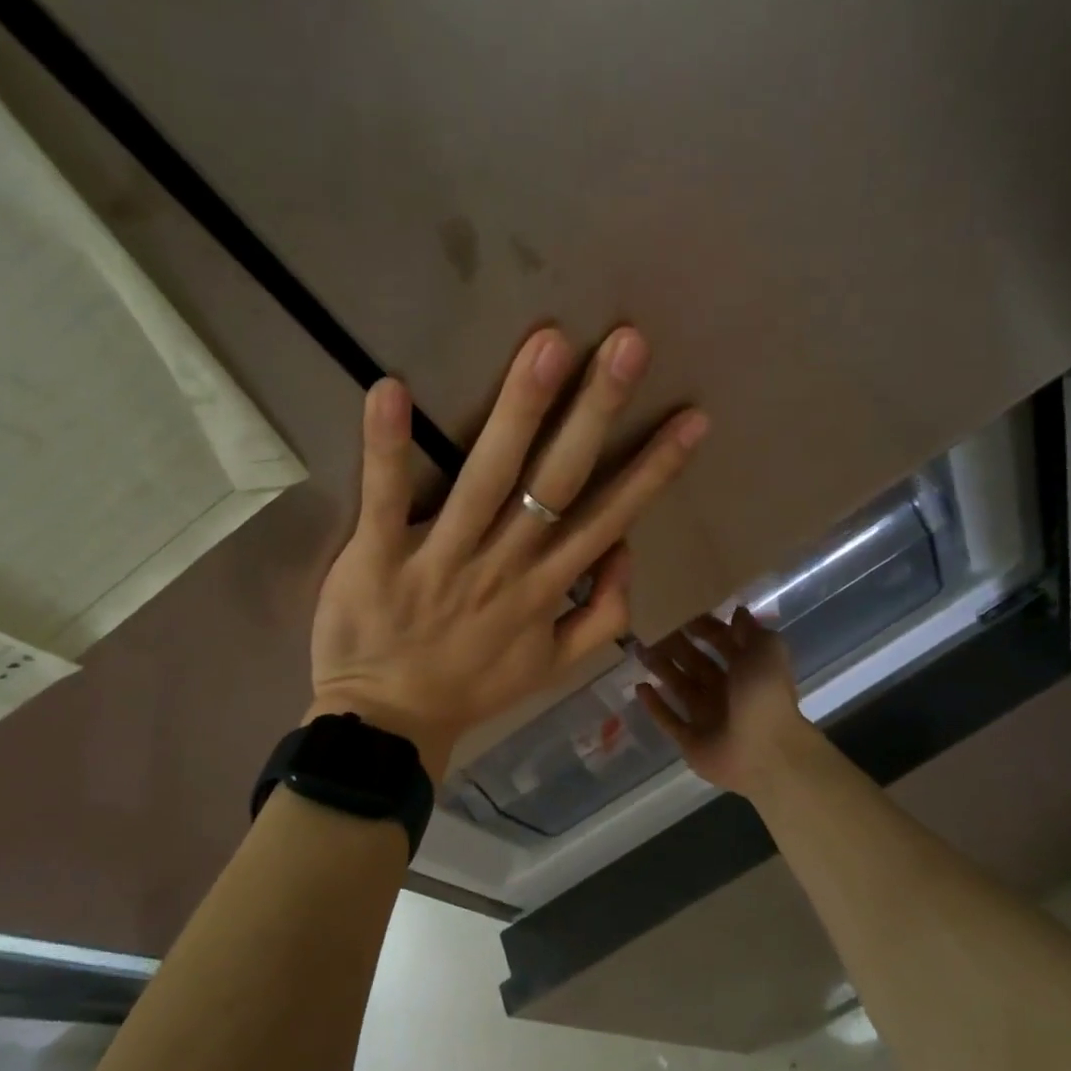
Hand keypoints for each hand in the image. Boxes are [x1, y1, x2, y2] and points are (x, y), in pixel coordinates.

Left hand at [310, 327, 707, 779]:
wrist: (389, 726)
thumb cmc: (473, 687)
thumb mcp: (557, 667)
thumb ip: (604, 616)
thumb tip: (626, 551)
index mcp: (546, 588)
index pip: (610, 516)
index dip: (654, 468)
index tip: (692, 417)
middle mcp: (504, 564)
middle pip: (557, 481)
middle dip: (596, 411)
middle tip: (627, 343)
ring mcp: (441, 558)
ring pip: (487, 478)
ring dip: (518, 411)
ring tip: (547, 345)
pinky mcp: (378, 557)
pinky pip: (385, 498)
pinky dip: (387, 447)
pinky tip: (391, 390)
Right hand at [636, 607, 813, 795]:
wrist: (765, 752)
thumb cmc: (765, 695)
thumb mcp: (767, 651)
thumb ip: (751, 631)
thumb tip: (738, 611)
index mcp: (746, 669)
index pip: (721, 642)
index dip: (703, 626)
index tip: (679, 610)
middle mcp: (726, 691)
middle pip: (696, 662)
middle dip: (675, 645)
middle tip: (650, 627)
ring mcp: (707, 717)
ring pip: (679, 686)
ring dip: (661, 668)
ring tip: (639, 649)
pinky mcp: (690, 740)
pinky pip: (669, 719)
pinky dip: (654, 705)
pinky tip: (639, 687)